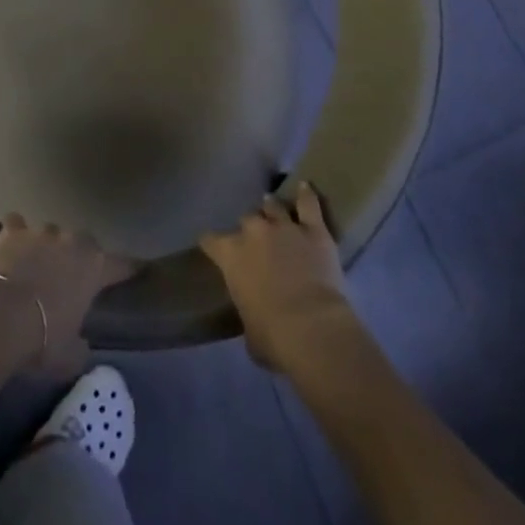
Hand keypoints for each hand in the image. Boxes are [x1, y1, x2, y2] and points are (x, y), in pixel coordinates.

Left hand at [0, 216, 134, 373]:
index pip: (120, 265)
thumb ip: (80, 345)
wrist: (0, 316)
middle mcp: (72, 240)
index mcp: (94, 267)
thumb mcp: (70, 356)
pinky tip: (11, 245)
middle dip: (79, 256)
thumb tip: (80, 344)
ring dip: (48, 247)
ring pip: (51, 233)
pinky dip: (16, 234)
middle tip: (71, 277)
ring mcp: (41, 231)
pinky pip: (17, 225)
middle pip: (83, 243)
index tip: (134, 270)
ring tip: (38, 266)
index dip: (127, 269)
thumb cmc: (43, 339)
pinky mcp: (13, 230)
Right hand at [200, 182, 357, 375]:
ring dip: (273, 209)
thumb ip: (248, 312)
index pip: (211, 240)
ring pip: (273, 206)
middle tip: (257, 241)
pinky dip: (307, 195)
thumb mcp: (250, 331)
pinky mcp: (313, 229)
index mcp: (231, 256)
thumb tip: (254, 319)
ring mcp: (283, 226)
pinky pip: (308, 204)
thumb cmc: (273, 337)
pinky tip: (306, 186)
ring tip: (274, 208)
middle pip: (246, 220)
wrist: (311, 327)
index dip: (213, 244)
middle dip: (250, 229)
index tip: (213, 247)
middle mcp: (253, 232)